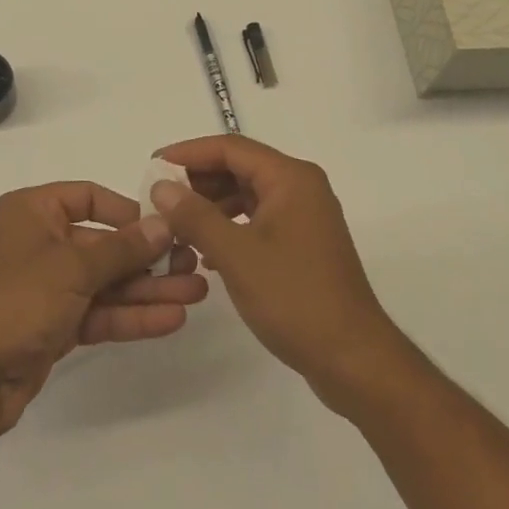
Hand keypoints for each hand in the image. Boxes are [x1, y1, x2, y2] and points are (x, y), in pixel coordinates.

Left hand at [0, 182, 207, 440]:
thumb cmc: (17, 300)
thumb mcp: (73, 266)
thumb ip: (122, 248)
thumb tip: (163, 224)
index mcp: (32, 211)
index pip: (87, 197)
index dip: (126, 210)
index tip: (165, 224)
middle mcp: (40, 242)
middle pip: (103, 243)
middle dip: (148, 257)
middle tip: (194, 263)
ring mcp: (48, 286)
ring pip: (107, 281)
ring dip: (148, 288)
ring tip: (196, 293)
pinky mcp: (55, 325)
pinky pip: (100, 311)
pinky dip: (131, 315)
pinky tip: (172, 319)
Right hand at [149, 136, 403, 412]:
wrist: (355, 361)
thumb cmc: (295, 299)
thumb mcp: (237, 255)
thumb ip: (195, 216)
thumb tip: (161, 187)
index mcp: (290, 178)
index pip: (230, 148)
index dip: (188, 153)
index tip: (154, 166)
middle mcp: (300, 187)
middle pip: (239, 167)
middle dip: (198, 181)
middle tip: (160, 199)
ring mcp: (304, 216)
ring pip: (247, 194)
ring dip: (211, 206)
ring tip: (177, 227)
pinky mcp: (302, 244)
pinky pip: (257, 219)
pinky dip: (229, 227)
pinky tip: (205, 252)